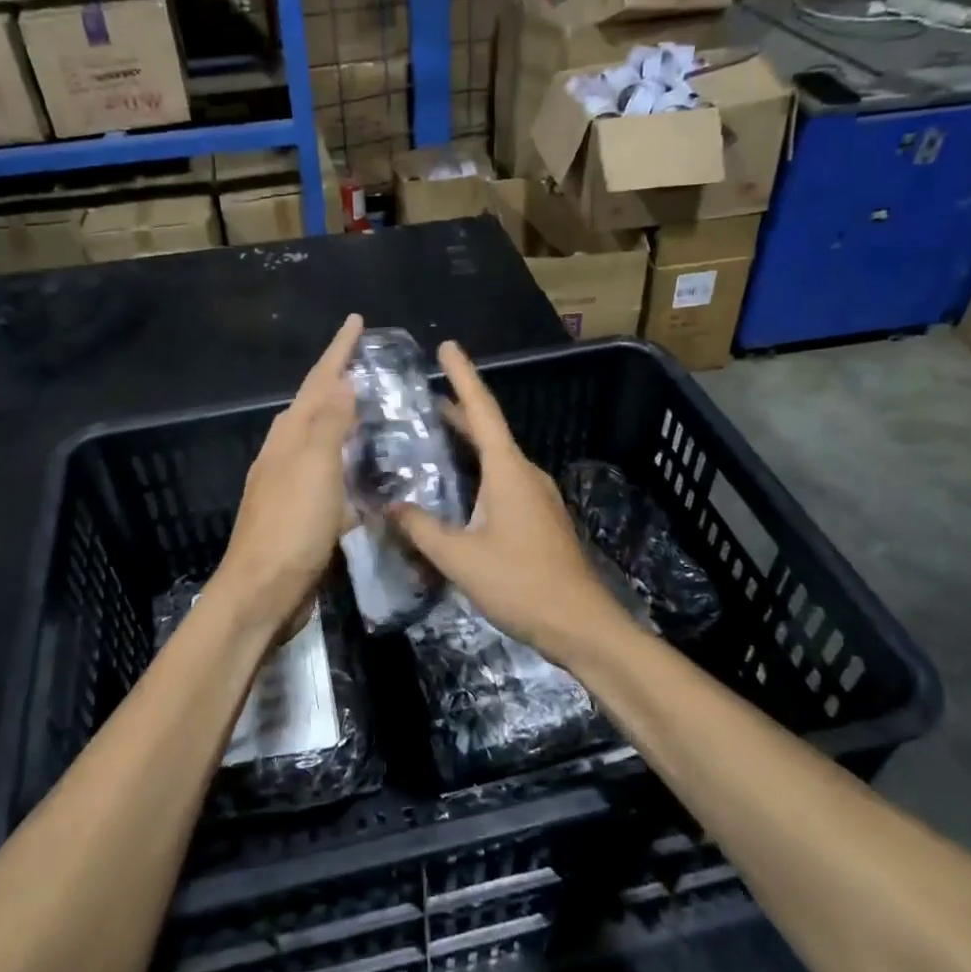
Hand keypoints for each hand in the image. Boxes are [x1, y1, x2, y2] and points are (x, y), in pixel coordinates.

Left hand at [205, 314, 363, 639]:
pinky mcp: (303, 514)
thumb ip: (328, 425)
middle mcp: (286, 452)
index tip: (356, 321)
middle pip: (316, 405)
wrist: (262, 592)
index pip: (318, 381)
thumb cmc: (292, 526)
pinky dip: (349, 465)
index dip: (338, 351)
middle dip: (340, 380)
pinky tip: (368, 474)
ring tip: (376, 410)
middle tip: (372, 363)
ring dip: (345, 421)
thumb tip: (342, 382)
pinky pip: (331, 476)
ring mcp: (292, 484)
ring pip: (323, 441)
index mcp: (289, 435)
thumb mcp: (314, 468)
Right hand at [390, 341, 618, 658]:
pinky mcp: (539, 518)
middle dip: (458, 410)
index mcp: (508, 470)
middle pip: (488, 431)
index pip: (481, 411)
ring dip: (467, 443)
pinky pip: (503, 481)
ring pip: (496, 458)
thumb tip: (389, 506)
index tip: (448, 347)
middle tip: (423, 397)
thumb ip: (421, 529)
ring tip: (433, 436)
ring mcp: (536, 496)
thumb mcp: (460, 558)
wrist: (581, 625)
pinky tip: (458, 489)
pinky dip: (477, 471)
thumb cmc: (521, 583)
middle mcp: (525, 473)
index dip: (463, 376)